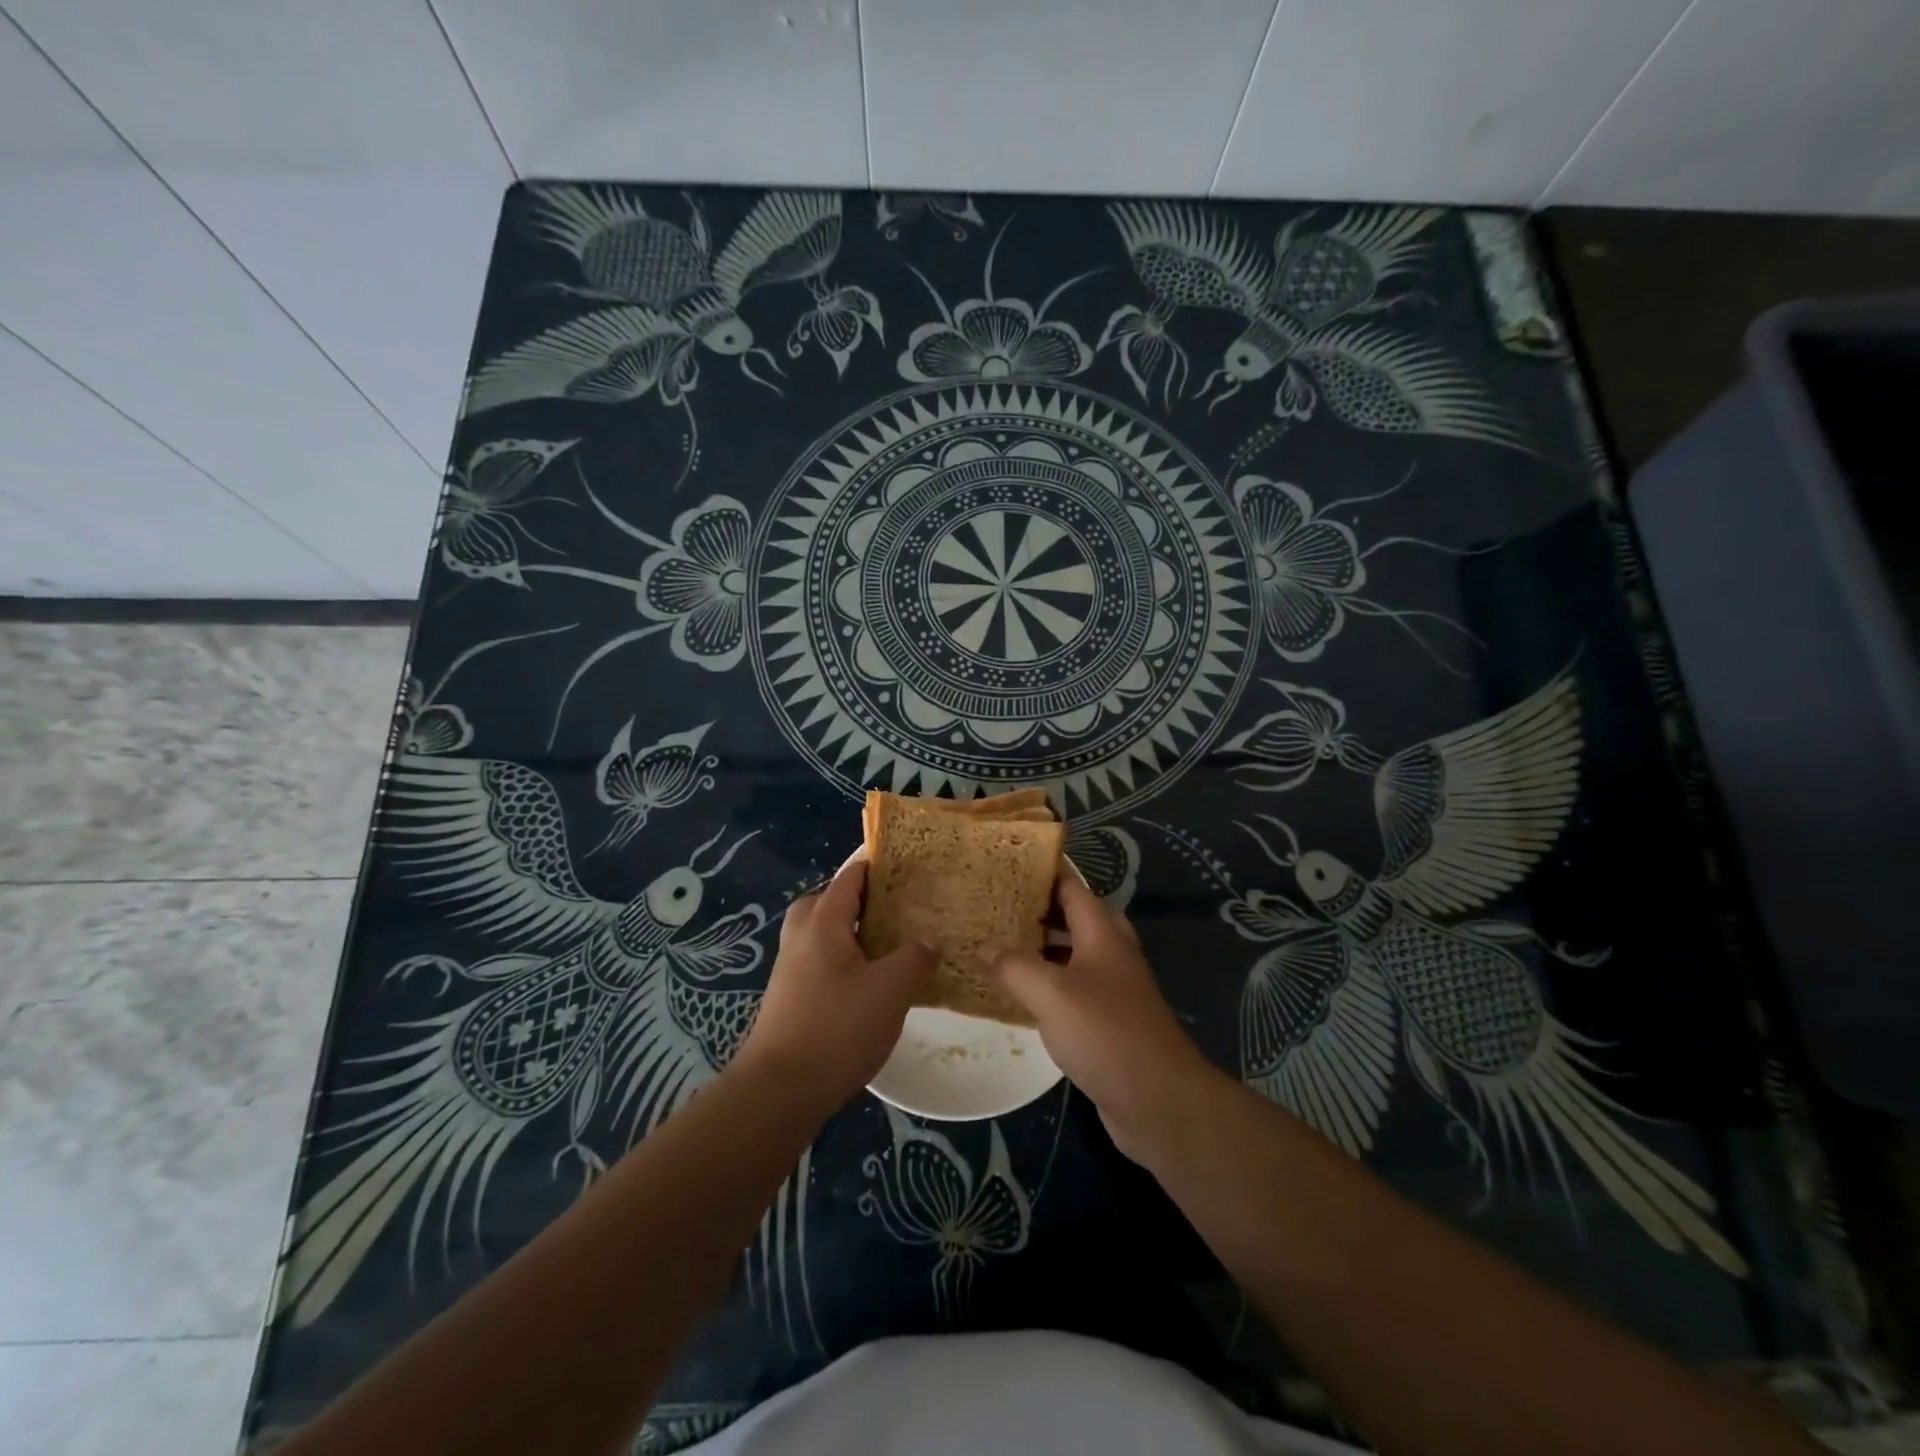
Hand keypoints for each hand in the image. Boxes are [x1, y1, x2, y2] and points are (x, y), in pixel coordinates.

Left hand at [733, 860, 935, 1116]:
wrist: (779, 1090)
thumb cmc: (837, 1028)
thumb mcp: (891, 989)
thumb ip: (914, 958)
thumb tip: (929, 940)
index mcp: (823, 922)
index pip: (850, 877)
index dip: (876, 866)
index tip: (906, 863)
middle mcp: (801, 937)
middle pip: (828, 901)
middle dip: (859, 899)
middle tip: (894, 908)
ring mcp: (790, 969)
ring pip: (822, 935)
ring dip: (851, 933)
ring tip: (887, 947)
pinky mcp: (789, 999)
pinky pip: (819, 962)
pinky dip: (843, 961)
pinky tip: (868, 985)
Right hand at [990, 874, 1224, 1163]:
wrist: (1159, 1100)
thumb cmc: (1106, 1033)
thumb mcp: (1051, 994)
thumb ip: (1015, 967)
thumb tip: (984, 949)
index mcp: (1103, 934)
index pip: (1072, 888)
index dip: (1043, 874)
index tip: (1007, 867)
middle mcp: (1112, 954)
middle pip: (1075, 919)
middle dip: (1039, 910)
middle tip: (998, 908)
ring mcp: (1114, 989)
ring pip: (1074, 956)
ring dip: (1043, 949)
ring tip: (1000, 946)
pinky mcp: (1110, 1022)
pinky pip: (1074, 990)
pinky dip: (1049, 985)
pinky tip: (1021, 997)